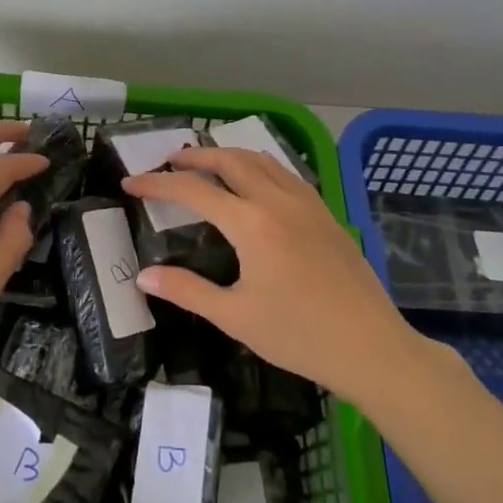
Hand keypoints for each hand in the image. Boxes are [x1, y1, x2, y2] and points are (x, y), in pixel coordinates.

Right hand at [122, 146, 431, 404]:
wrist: (371, 347)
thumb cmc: (298, 336)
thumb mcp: (235, 317)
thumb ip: (187, 290)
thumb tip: (143, 276)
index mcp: (251, 224)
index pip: (194, 191)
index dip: (157, 184)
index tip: (130, 183)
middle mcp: (278, 201)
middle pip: (229, 160)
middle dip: (195, 156)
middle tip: (169, 161)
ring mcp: (306, 204)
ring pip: (262, 160)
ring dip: (229, 154)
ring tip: (208, 162)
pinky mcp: (325, 213)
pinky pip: (286, 174)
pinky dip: (259, 166)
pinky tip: (256, 182)